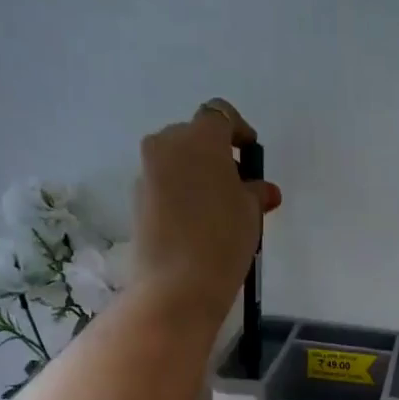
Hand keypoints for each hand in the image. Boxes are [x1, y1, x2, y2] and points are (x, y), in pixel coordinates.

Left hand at [133, 99, 282, 320]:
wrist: (177, 285)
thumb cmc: (223, 239)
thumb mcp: (251, 212)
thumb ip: (255, 192)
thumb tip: (261, 190)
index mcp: (199, 138)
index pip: (220, 115)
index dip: (238, 130)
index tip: (250, 153)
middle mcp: (166, 144)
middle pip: (194, 137)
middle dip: (216, 155)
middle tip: (237, 185)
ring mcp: (147, 173)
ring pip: (177, 162)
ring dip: (197, 176)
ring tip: (218, 210)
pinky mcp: (137, 200)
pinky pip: (165, 187)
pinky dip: (181, 196)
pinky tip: (197, 225)